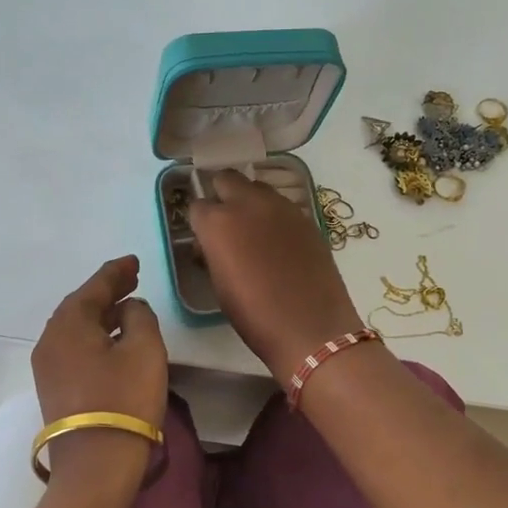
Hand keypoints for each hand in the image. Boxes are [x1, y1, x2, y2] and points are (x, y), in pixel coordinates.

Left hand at [31, 255, 168, 482]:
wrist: (95, 465)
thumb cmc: (124, 399)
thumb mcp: (144, 349)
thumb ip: (139, 317)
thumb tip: (128, 308)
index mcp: (69, 323)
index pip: (95, 286)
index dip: (116, 272)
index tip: (134, 262)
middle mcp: (50, 339)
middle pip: (80, 305)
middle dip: (107, 291)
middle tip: (132, 279)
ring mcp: (47, 366)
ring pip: (76, 328)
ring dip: (101, 314)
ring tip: (126, 306)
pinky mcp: (53, 388)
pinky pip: (74, 347)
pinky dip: (94, 335)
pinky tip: (111, 339)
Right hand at [187, 171, 364, 383]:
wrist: (310, 328)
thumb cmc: (254, 315)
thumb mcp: (219, 285)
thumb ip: (211, 253)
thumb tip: (209, 244)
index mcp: (218, 223)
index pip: (197, 205)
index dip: (198, 222)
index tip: (203, 239)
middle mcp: (248, 204)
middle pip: (227, 179)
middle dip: (221, 195)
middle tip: (225, 223)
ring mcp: (281, 207)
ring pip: (256, 187)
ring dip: (249, 200)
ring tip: (253, 230)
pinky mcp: (305, 217)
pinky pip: (281, 204)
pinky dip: (273, 214)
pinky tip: (277, 240)